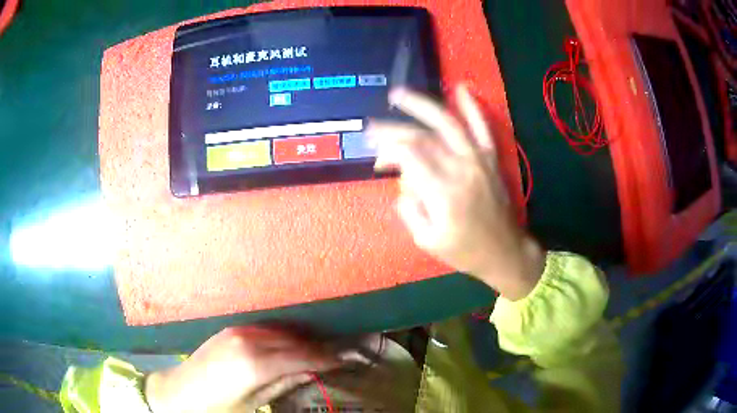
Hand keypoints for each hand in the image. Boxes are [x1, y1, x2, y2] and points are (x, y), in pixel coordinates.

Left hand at [145, 326, 341, 412]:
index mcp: (256, 364)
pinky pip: (263, 329)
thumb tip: (310, 372)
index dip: (324, 358)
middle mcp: (249, 341)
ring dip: (298, 340)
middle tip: (334, 354)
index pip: (301, 357)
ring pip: (279, 332)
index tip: (343, 359)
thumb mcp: (254, 403)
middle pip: (292, 341)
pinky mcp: (230, 329)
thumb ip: (282, 384)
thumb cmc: (218, 406)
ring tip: (314, 349)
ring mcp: (238, 331)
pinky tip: (286, 344)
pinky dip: (280, 336)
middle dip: (315, 348)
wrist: (179, 392)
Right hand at [368, 85, 544, 299]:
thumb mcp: (427, 241)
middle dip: (393, 129)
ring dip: (422, 105)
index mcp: (442, 193)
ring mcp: (478, 160)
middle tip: (372, 127)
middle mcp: (460, 169)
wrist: (504, 252)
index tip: (376, 159)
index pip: (408, 155)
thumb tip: (402, 181)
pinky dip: (473, 107)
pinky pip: (482, 128)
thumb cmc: (465, 251)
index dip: (387, 150)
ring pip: (448, 123)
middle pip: (422, 137)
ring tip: (399, 94)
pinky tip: (461, 89)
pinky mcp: (490, 159)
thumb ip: (409, 209)